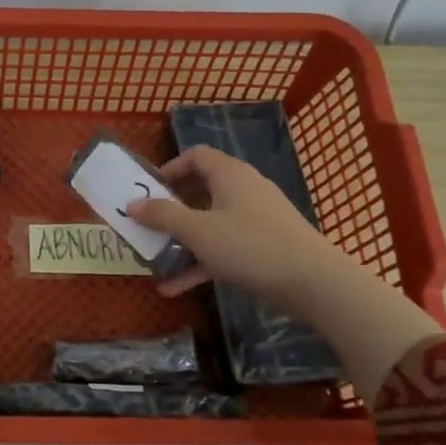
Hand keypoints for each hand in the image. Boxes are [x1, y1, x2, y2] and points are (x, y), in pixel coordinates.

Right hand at [127, 145, 336, 305]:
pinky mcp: (263, 248)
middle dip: (170, 211)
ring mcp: (256, 220)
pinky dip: (200, 263)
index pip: (196, 156)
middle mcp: (244, 191)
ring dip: (181, 242)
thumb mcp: (198, 231)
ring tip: (155, 261)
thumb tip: (131, 204)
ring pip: (210, 224)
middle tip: (146, 226)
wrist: (314, 283)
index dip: (169, 169)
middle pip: (200, 191)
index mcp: (230, 175)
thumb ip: (162, 216)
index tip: (148, 191)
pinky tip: (175, 288)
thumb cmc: (250, 246)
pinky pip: (223, 249)